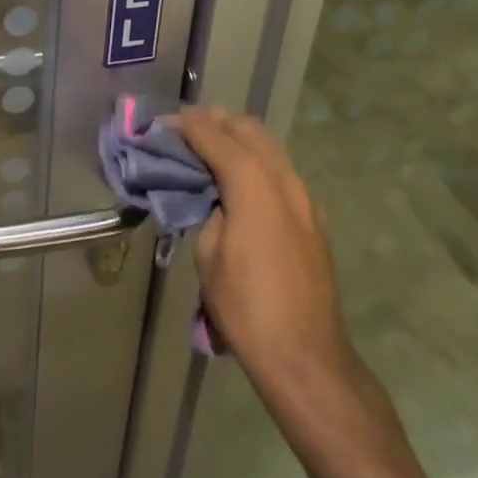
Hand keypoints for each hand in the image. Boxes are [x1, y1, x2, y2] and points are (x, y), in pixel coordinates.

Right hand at [176, 109, 356, 399]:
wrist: (306, 356)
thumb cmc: (246, 308)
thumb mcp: (209, 256)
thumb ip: (210, 211)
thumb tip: (216, 198)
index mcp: (254, 185)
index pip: (216, 136)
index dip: (187, 125)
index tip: (163, 124)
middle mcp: (284, 180)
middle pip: (249, 129)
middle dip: (216, 121)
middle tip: (186, 129)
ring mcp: (305, 197)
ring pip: (269, 146)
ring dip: (238, 138)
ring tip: (209, 147)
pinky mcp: (313, 217)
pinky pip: (281, 171)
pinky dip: (256, 161)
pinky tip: (238, 179)